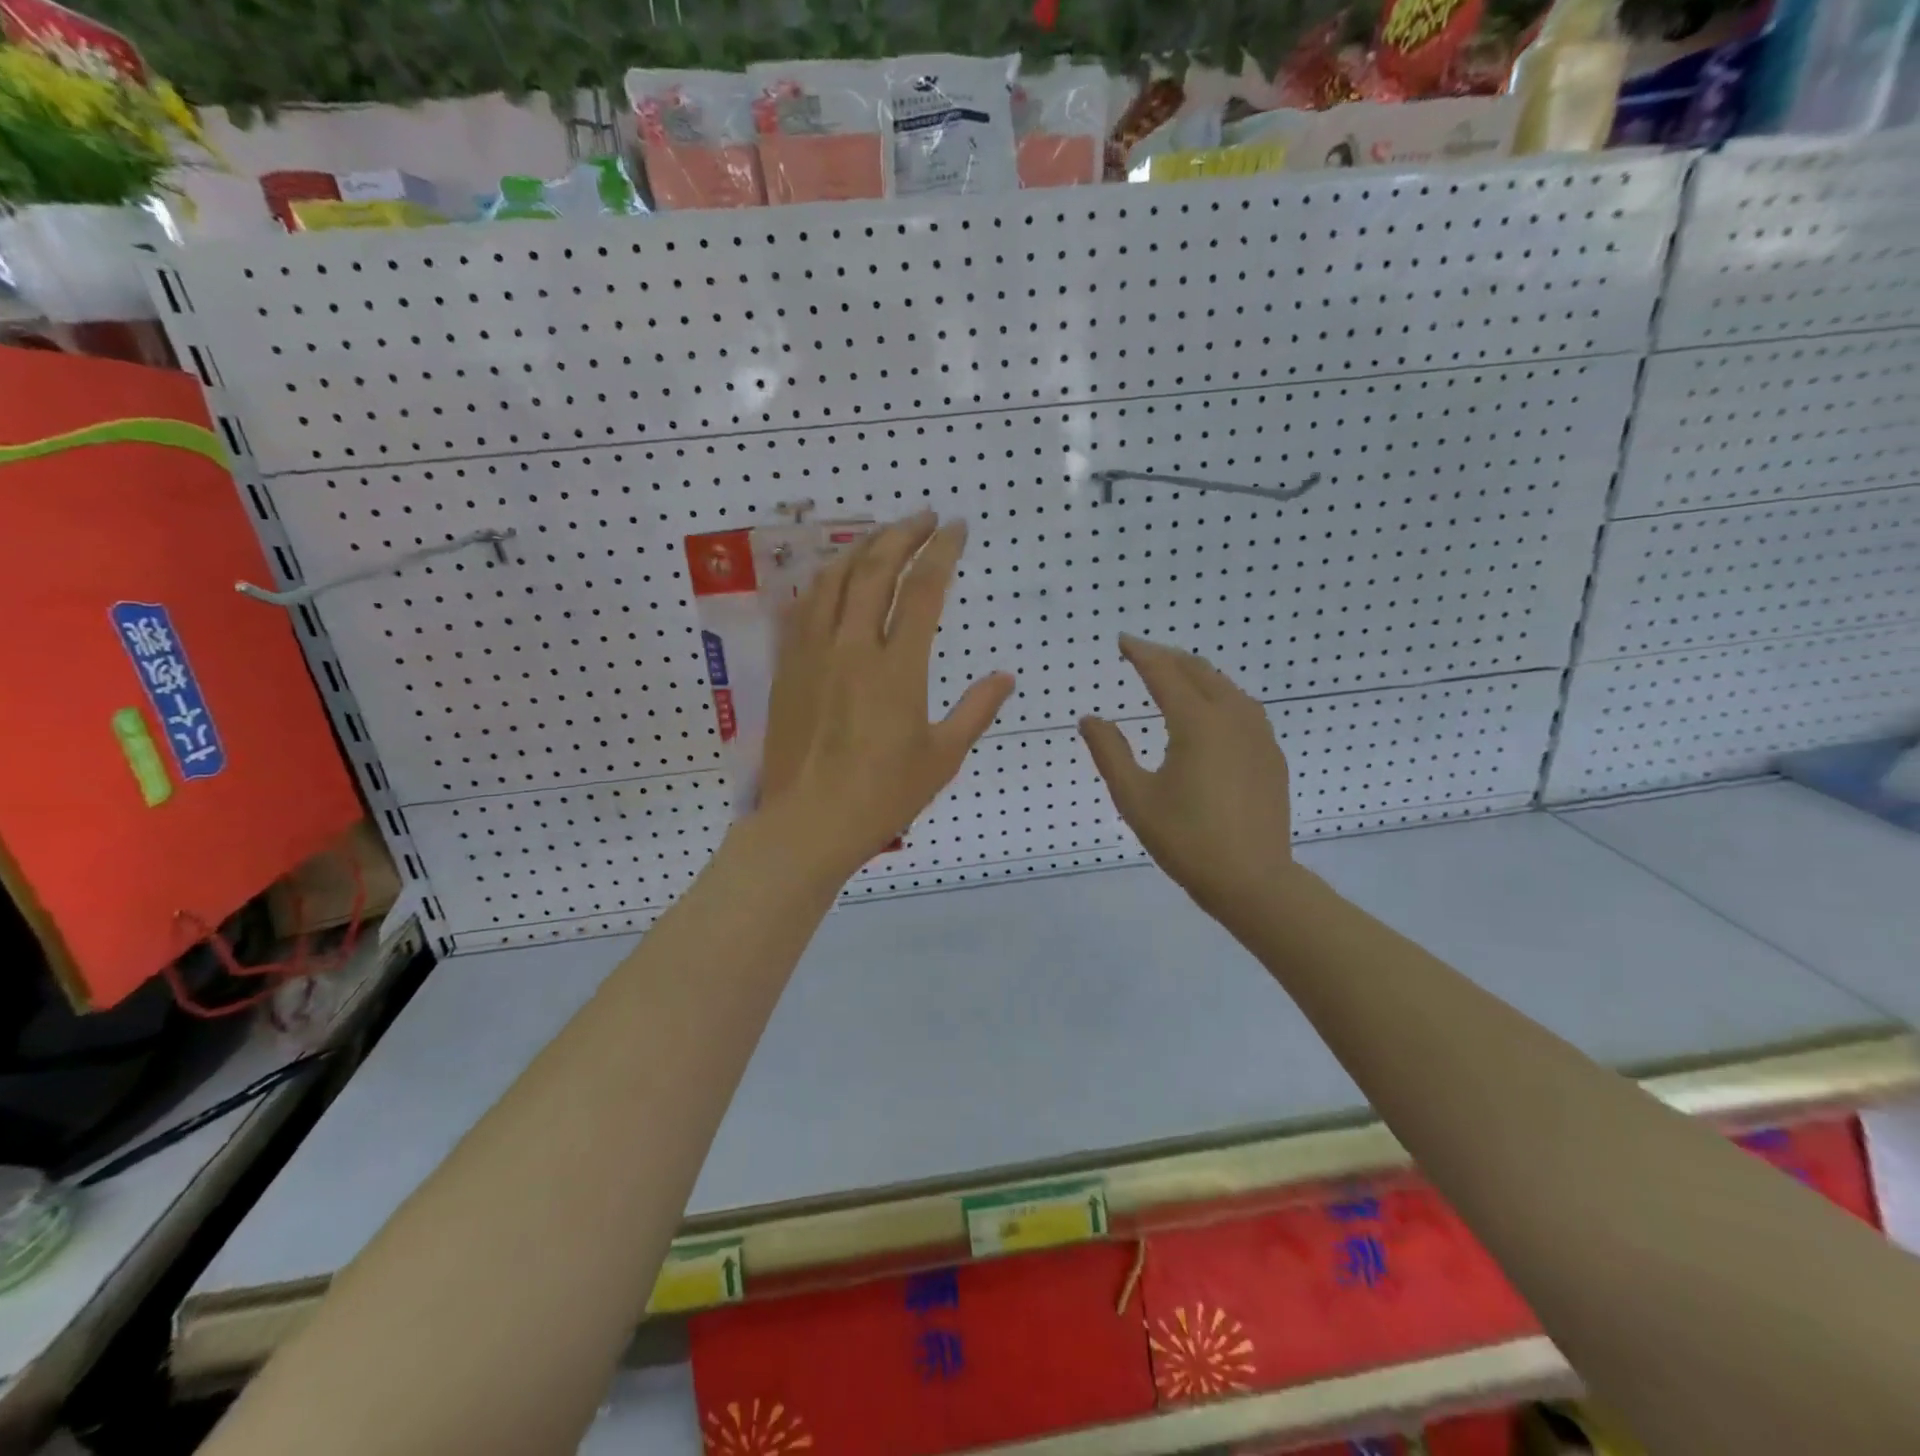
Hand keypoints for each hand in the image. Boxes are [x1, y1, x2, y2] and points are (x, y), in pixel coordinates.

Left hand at [755, 511, 1014, 883]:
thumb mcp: (943, 757)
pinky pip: (803, 607)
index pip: (922, 590)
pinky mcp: (788, 667)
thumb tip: (1005, 677)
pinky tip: (835, 576)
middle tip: (925, 516)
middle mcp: (852, 648)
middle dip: (903, 533)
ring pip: (833, 579)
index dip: (942, 551)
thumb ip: (976, 710)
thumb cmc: (883, 795)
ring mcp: (813, 654)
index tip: (957, 528)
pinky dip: (825, 581)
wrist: (809, 822)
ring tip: (882, 535)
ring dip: (861, 547)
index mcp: (897, 668)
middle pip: (875, 569)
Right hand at [1078, 635, 1295, 921]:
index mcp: (1197, 724)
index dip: (1141, 654)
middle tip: (1143, 653)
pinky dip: (1220, 695)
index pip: (1164, 674)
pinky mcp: (1271, 756)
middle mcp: (1232, 718)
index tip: (1122, 640)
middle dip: (1169, 657)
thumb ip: (1110, 752)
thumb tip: (1089, 719)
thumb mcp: (1134, 798)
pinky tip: (1211, 710)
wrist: (1253, 880)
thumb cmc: (1186, 840)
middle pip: (1199, 672)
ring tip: (1174, 674)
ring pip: (1226, 687)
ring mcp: (1258, 736)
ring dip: (1197, 673)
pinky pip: (1244, 708)